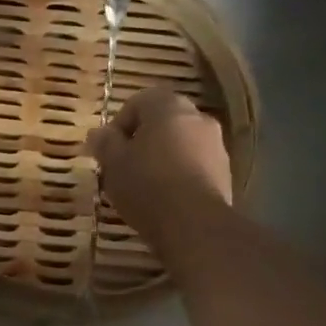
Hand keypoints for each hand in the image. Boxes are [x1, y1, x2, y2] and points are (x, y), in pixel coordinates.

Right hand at [85, 88, 233, 254]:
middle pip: (162, 121)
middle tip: (124, 165)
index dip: (119, 124)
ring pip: (180, 143)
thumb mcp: (113, 163)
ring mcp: (217, 145)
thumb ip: (104, 143)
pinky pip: (194, 164)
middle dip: (141, 140)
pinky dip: (178, 174)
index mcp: (169, 107)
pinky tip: (165, 198)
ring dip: (161, 156)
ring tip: (143, 185)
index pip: (139, 101)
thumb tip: (99, 133)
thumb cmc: (147, 185)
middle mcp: (198, 118)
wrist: (194, 224)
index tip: (108, 150)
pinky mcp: (225, 173)